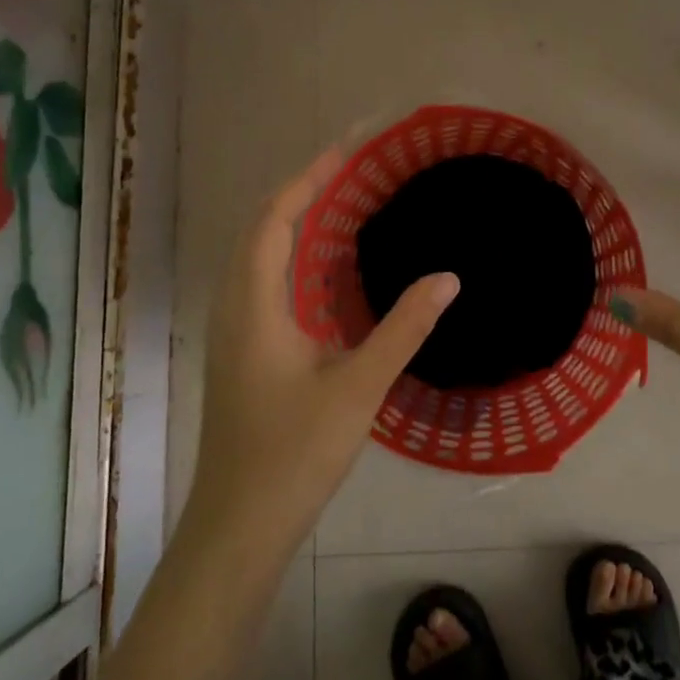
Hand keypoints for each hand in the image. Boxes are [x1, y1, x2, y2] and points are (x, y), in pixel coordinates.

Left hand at [185, 147, 459, 553]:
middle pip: (259, 230)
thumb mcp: (358, 388)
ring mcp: (232, 333)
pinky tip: (323, 275)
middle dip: (299, 193)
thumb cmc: (293, 455)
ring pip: (255, 258)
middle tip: (348, 173)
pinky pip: (261, 284)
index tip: (343, 152)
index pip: (273, 221)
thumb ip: (403, 329)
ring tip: (338, 207)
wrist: (238, 528)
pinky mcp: (240, 354)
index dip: (306, 180)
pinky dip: (289, 259)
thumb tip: (447, 278)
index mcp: (254, 306)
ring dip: (291, 224)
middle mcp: (234, 309)